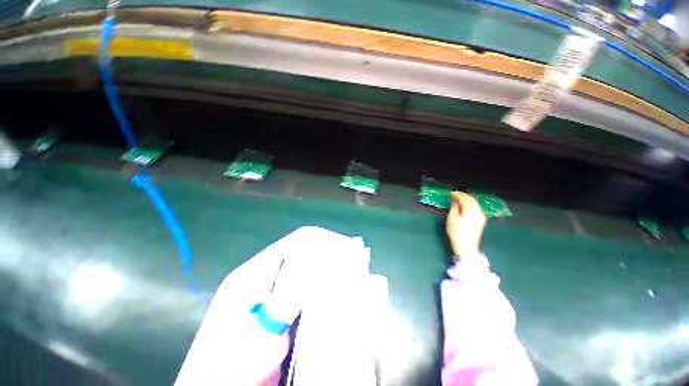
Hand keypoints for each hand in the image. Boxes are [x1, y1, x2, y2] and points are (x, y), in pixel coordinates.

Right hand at [446, 192, 486, 261]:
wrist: (467, 247)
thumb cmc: (457, 233)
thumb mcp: (452, 219)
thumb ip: (454, 208)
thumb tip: (456, 202)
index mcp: (470, 210)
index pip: (464, 198)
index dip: (457, 194)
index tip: (451, 193)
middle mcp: (478, 211)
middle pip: (471, 200)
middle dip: (463, 196)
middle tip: (455, 194)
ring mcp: (481, 216)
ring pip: (475, 203)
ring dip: (468, 199)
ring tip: (459, 198)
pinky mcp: (481, 221)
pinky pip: (476, 208)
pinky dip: (471, 204)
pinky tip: (466, 206)